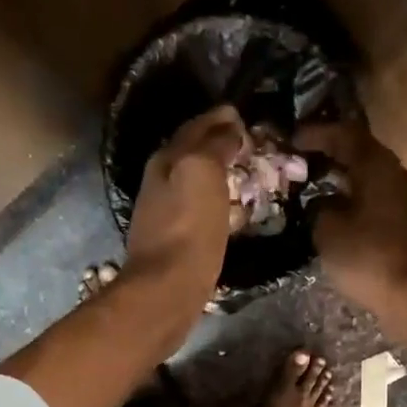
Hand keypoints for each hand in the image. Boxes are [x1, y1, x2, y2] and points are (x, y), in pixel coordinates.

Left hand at [125, 105, 249, 302]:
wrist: (167, 289)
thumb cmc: (188, 228)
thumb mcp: (203, 172)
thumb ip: (215, 145)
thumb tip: (229, 129)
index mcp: (166, 160)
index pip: (195, 127)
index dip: (219, 119)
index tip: (243, 117)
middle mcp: (160, 183)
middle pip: (191, 155)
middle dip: (217, 145)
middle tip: (247, 145)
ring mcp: (164, 216)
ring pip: (193, 184)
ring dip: (216, 176)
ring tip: (242, 175)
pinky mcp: (173, 246)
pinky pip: (197, 213)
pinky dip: (214, 204)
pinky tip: (227, 212)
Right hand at [295, 120, 406, 324]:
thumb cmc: (369, 258)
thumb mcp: (329, 232)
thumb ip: (319, 209)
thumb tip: (321, 203)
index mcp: (377, 166)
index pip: (345, 134)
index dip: (317, 134)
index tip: (292, 139)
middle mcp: (396, 174)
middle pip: (361, 154)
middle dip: (331, 155)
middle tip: (303, 163)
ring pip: (370, 178)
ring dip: (344, 180)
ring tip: (317, 189)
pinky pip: (378, 200)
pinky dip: (356, 200)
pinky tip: (340, 215)